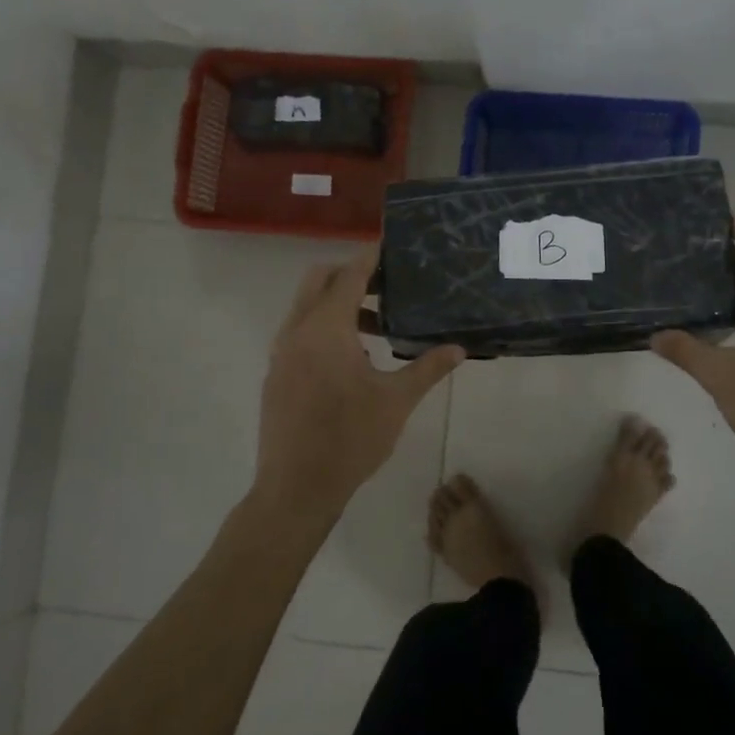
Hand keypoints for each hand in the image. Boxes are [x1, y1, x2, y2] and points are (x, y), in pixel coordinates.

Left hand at [254, 245, 463, 517]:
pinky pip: (298, 331)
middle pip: (318, 280)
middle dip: (350, 274)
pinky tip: (351, 357)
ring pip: (305, 307)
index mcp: (326, 330)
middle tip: (386, 285)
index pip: (349, 275)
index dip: (370, 257)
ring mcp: (281, 353)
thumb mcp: (397, 401)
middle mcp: (297, 331)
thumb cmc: (351, 439)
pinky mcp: (276, 373)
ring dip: (336, 303)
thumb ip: (428, 368)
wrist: (296, 488)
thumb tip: (459, 348)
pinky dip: (322, 326)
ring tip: (376, 324)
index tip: (391, 245)